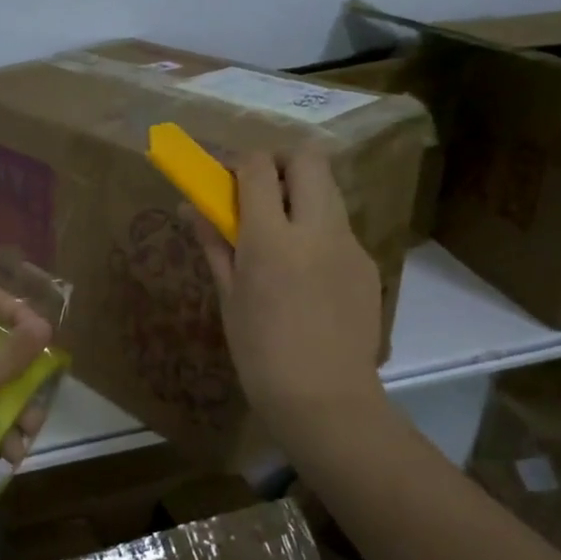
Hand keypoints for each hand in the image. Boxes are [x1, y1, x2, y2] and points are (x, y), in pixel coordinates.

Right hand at [187, 149, 385, 454]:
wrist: (326, 400)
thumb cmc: (261, 353)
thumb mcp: (229, 297)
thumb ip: (215, 243)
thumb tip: (192, 207)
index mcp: (272, 239)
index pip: (259, 167)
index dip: (238, 162)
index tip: (225, 179)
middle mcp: (317, 229)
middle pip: (308, 158)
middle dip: (279, 162)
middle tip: (258, 191)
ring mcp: (350, 245)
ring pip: (329, 190)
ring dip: (301, 193)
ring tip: (280, 233)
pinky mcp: (367, 264)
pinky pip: (340, 228)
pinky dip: (317, 230)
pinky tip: (305, 272)